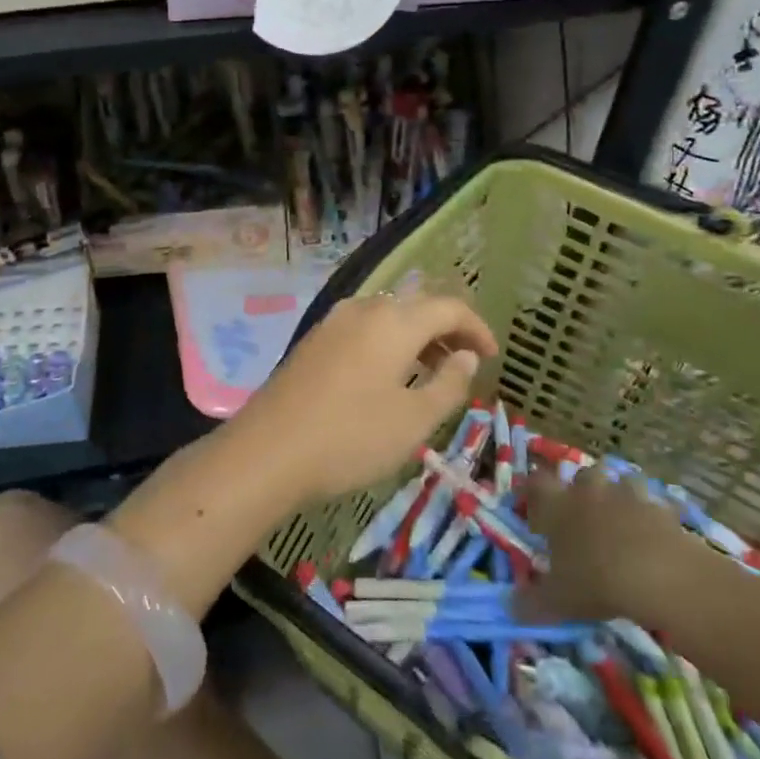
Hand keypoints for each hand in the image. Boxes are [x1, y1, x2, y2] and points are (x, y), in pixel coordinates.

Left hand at [238, 292, 498, 504]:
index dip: (476, 328)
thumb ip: (449, 384)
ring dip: (415, 337)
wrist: (267, 451)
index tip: (492, 356)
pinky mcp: (313, 340)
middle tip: (464, 365)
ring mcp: (333, 322)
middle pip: (416, 307)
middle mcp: (363, 309)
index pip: (448, 307)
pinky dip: (387, 343)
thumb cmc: (350, 438)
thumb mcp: (414, 420)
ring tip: (429, 373)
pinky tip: (387, 376)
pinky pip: (363, 328)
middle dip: (446, 331)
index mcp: (394, 321)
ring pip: (387, 316)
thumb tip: (465, 356)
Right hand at [517, 466, 700, 622]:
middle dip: (580, 490)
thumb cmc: (596, 581)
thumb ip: (531, 603)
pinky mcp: (659, 507)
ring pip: (618, 482)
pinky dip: (650, 515)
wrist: (658, 574)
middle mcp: (588, 491)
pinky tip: (652, 533)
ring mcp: (626, 495)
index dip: (532, 491)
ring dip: (617, 496)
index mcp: (557, 505)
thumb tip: (510, 608)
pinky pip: (652, 504)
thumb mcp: (557, 600)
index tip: (531, 506)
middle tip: (581, 514)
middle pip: (580, 475)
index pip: (536, 482)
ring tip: (619, 519)